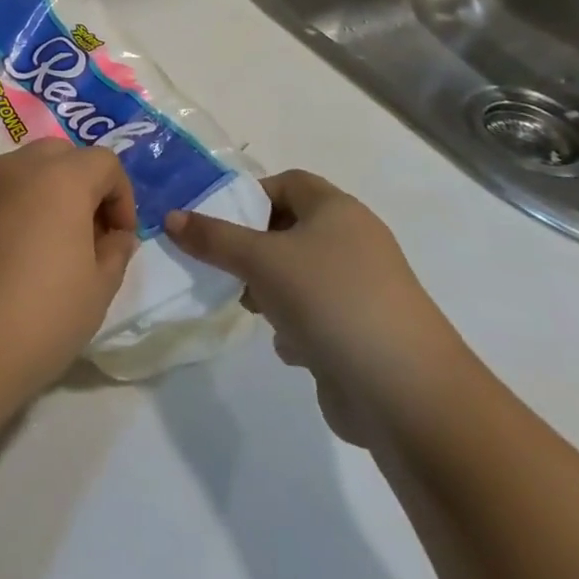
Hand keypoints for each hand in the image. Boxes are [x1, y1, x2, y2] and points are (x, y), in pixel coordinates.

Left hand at [0, 139, 137, 403]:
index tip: (119, 239)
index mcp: (60, 179)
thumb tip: (116, 235)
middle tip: (86, 234)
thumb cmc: (36, 320)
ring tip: (45, 246)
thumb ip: (115, 253)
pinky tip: (6, 255)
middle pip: (61, 154)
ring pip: (23, 169)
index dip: (122, 197)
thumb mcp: (96, 292)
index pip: (104, 162)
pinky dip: (10, 207)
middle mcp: (17, 167)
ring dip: (44, 193)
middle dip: (83, 184)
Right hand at [166, 170, 469, 448]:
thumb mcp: (260, 261)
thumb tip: (170, 217)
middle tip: (228, 269)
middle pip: (289, 230)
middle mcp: (354, 242)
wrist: (407, 395)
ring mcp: (363, 290)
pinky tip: (291, 349)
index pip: (287, 183)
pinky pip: (317, 316)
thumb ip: (212, 238)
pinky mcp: (364, 334)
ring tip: (255, 311)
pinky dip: (298, 327)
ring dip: (272, 292)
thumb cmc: (330, 302)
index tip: (220, 224)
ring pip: (300, 276)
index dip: (251, 197)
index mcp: (337, 210)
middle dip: (254, 251)